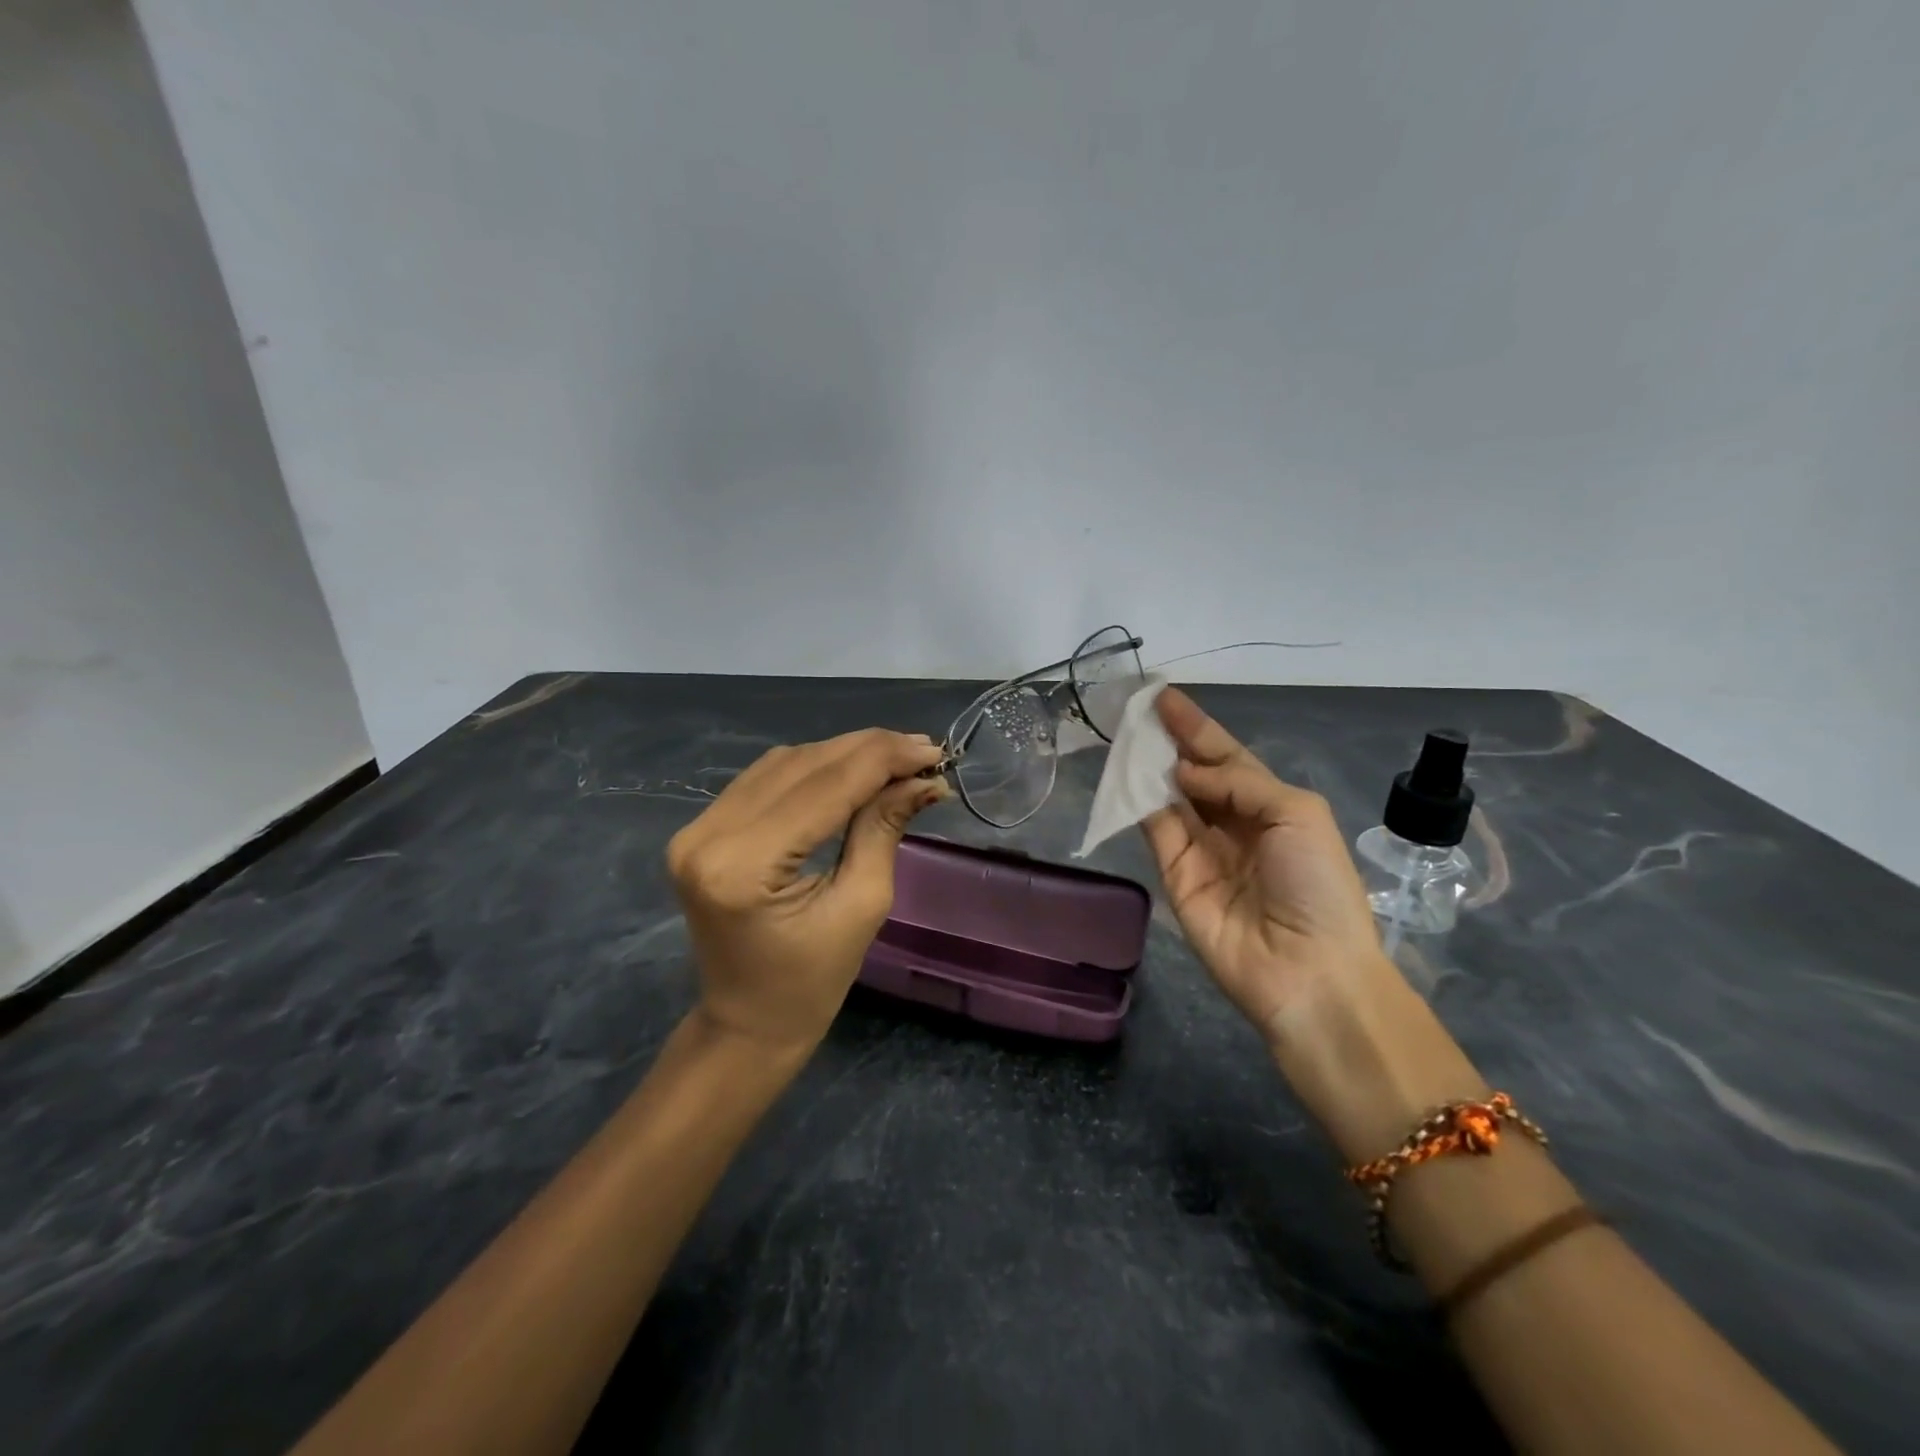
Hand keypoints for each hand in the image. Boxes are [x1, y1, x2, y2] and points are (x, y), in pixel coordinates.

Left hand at [667, 729, 947, 1053]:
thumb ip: (883, 829)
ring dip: (843, 754)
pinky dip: (814, 768)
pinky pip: (765, 779)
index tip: (933, 750)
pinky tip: (852, 770)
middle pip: (801, 766)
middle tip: (922, 750)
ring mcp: (696, 829)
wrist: (746, 1022)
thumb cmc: (812, 983)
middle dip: (868, 751)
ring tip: (895, 759)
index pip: (824, 788)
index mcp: (743, 867)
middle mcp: (707, 836)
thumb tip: (924, 778)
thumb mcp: (862, 906)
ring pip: (783, 764)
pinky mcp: (700, 829)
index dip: (882, 760)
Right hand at [1141, 688, 1385, 1045]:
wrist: (1306, 968)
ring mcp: (1200, 849)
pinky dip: (1138, 801)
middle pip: (1193, 772)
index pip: (1226, 756)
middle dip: (1168, 741)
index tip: (1164, 696)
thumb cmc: (1316, 883)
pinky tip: (1126, 773)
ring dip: (1148, 766)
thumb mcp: (1296, 813)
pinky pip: (1154, 828)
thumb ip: (1238, 781)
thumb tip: (1181, 772)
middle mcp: (1232, 822)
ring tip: (1125, 732)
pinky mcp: (1174, 874)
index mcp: (1270, 805)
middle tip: (1137, 709)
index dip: (1197, 727)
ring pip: (1168, 796)